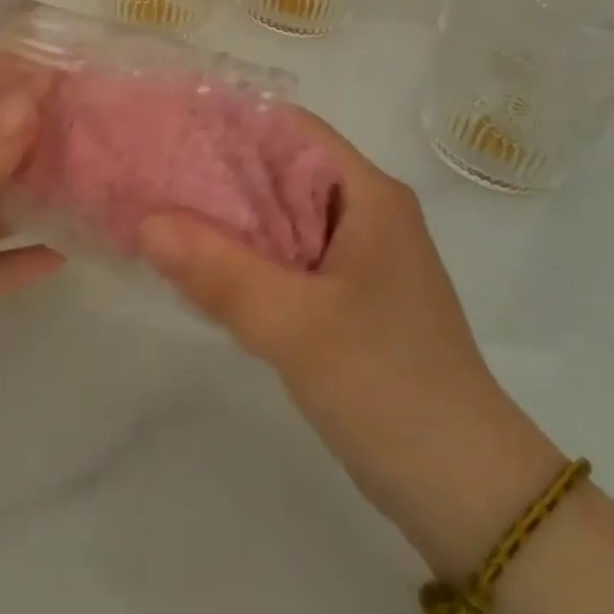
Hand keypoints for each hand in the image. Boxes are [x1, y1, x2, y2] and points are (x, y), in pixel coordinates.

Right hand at [137, 112, 562, 580]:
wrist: (465, 490)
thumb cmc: (388, 386)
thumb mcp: (296, 326)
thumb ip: (220, 271)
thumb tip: (148, 221)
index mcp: (368, 195)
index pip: (291, 129)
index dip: (231, 123)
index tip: (171, 129)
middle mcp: (365, 213)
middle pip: (282, 170)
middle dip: (219, 173)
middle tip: (154, 174)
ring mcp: (359, 257)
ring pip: (281, 217)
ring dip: (230, 218)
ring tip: (164, 214)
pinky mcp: (349, 297)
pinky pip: (287, 258)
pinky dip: (247, 257)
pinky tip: (203, 269)